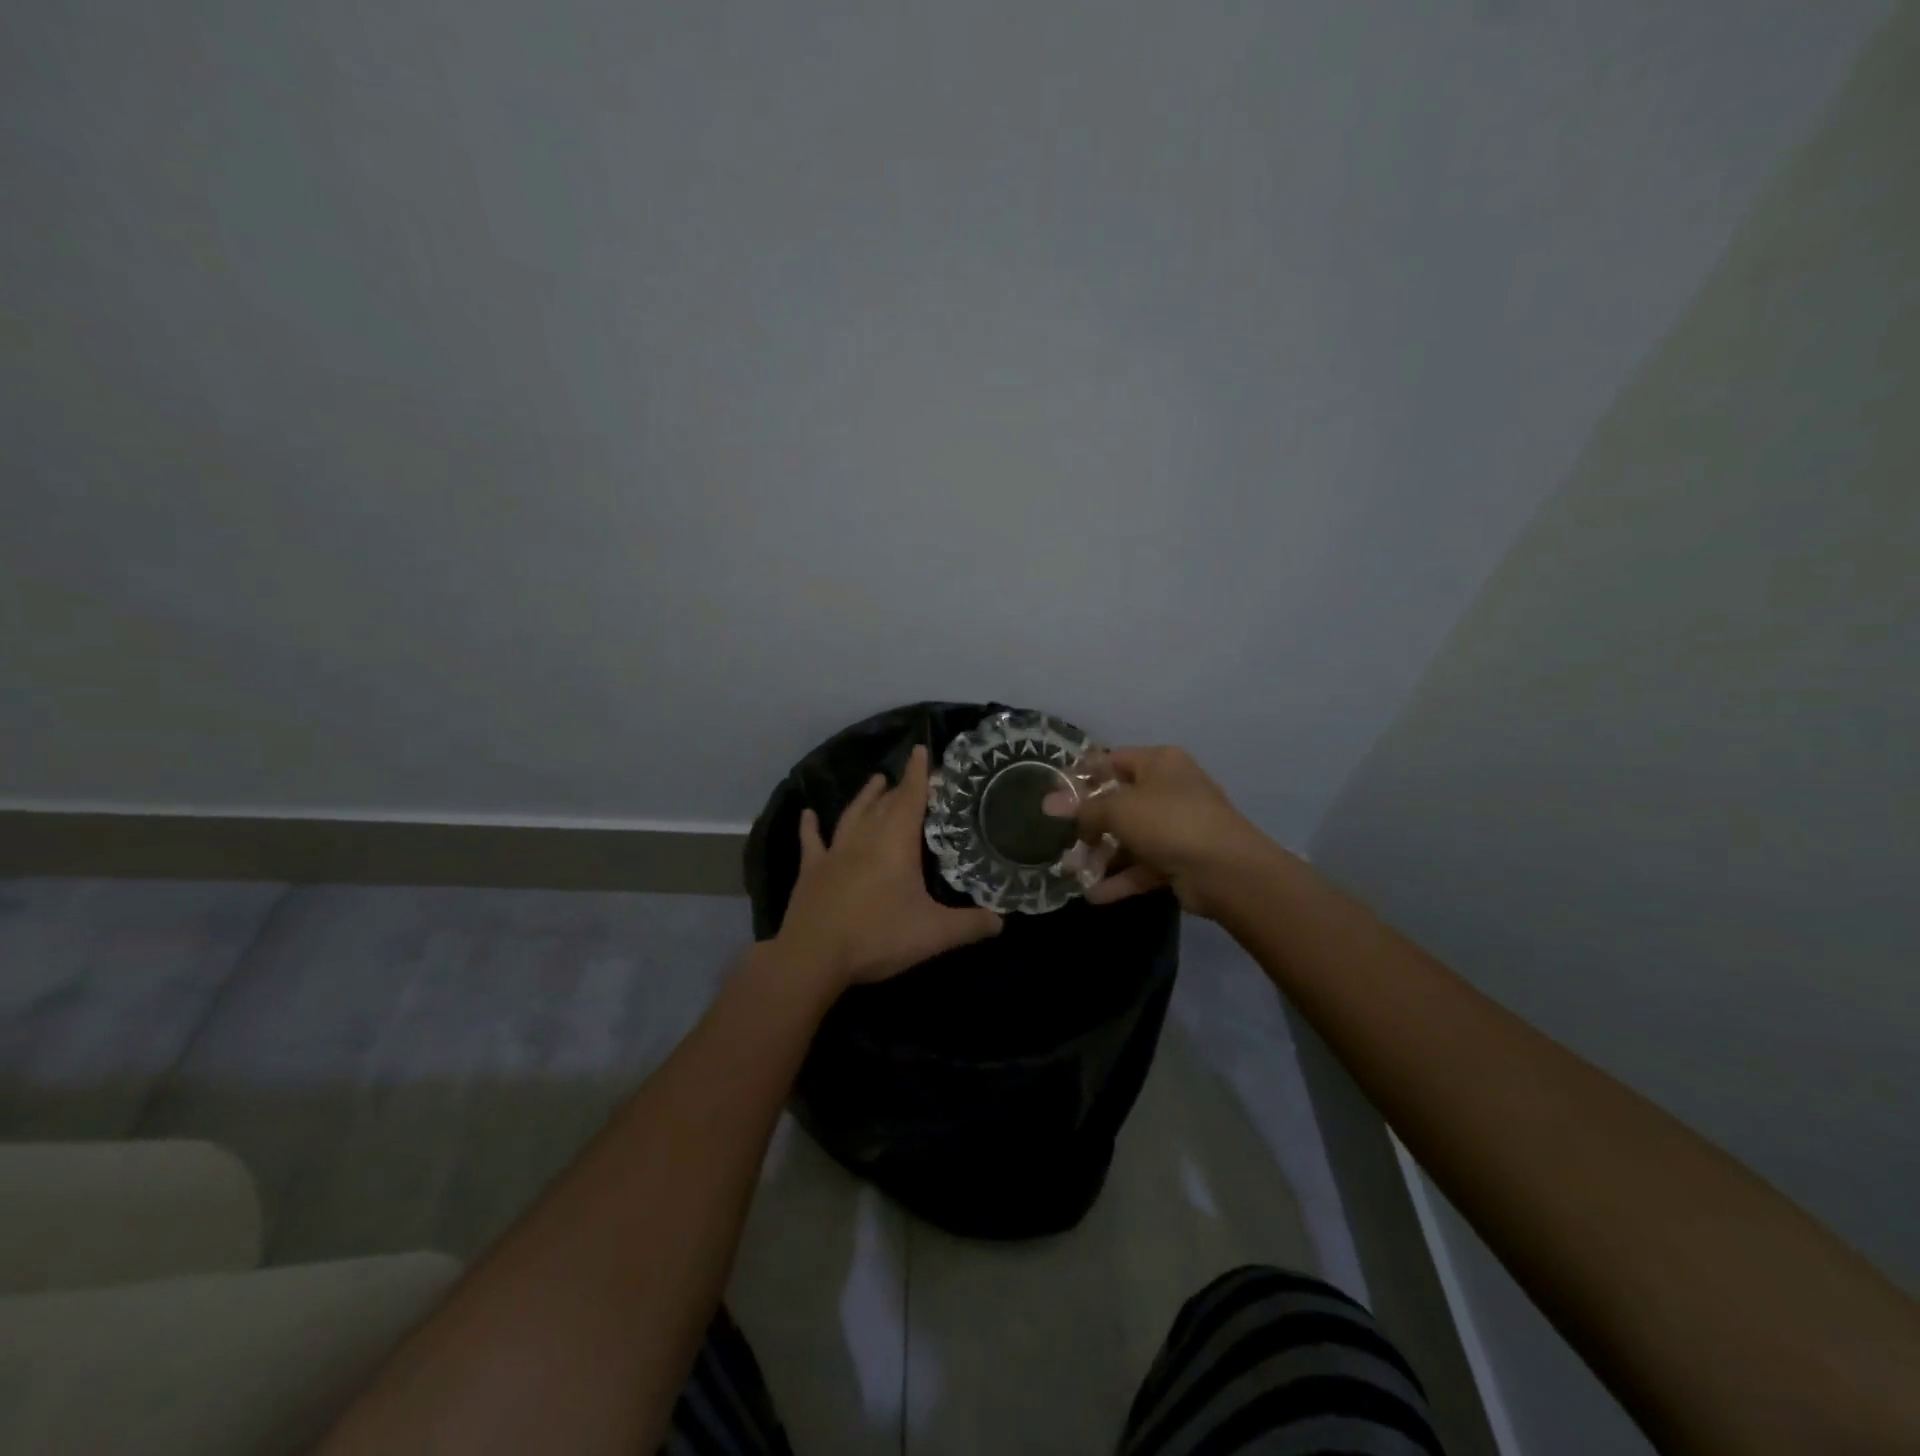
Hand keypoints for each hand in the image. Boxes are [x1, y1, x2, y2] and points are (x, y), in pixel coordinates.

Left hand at [776, 744, 1002, 988]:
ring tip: (875, 780)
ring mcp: (834, 852)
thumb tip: (1001, 922)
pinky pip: (811, 841)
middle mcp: (865, 838)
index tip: (922, 751)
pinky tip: (808, 813)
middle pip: (885, 804)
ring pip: (852, 814)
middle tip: (911, 777)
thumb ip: (970, 925)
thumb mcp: (934, 934)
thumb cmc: (878, 936)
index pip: (911, 797)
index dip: (918, 774)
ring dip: (865, 796)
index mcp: (896, 842)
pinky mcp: (811, 870)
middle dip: (899, 787)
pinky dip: (810, 826)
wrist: (814, 956)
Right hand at [1044, 745, 1276, 917]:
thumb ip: (1083, 809)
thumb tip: (1049, 804)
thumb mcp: (1118, 808)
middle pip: (1119, 802)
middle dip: (1088, 823)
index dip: (1081, 776)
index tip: (1053, 795)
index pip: (1112, 760)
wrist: (1226, 870)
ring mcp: (1176, 826)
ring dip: (1101, 855)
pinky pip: (1142, 866)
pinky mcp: (1180, 860)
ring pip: (1129, 838)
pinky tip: (1092, 895)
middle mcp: (1169, 789)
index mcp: (1159, 763)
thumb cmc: (1169, 821)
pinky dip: (1120, 878)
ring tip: (1071, 872)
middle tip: (1059, 839)